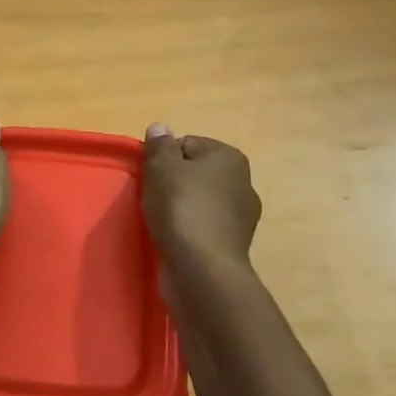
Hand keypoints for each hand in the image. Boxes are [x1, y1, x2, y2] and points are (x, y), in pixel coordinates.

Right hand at [142, 124, 260, 267]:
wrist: (202, 268)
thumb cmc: (182, 208)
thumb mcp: (162, 168)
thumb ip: (160, 146)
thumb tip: (159, 127)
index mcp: (231, 158)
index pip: (188, 144)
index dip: (164, 159)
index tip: (151, 178)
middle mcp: (244, 183)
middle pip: (196, 174)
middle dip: (173, 184)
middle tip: (153, 199)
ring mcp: (241, 217)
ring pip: (200, 202)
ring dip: (180, 210)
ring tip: (162, 223)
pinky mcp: (232, 245)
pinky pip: (203, 228)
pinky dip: (188, 232)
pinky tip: (174, 241)